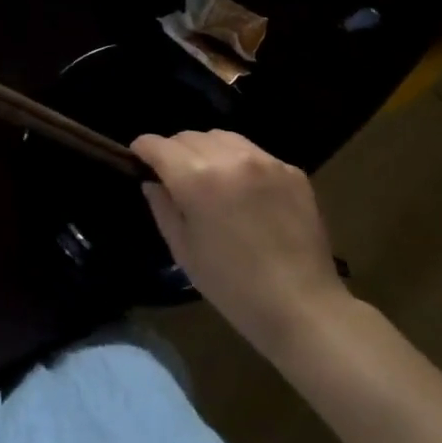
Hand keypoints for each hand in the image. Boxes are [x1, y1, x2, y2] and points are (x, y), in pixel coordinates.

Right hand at [133, 130, 348, 362]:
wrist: (302, 306)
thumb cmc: (233, 286)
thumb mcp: (184, 250)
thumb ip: (162, 207)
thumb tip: (152, 182)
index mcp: (196, 179)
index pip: (158, 145)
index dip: (143, 149)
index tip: (139, 159)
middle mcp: (229, 158)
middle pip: (188, 136)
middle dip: (174, 151)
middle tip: (174, 176)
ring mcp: (264, 160)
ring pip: (221, 137)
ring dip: (206, 150)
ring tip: (210, 177)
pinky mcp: (291, 170)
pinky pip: (253, 152)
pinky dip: (239, 162)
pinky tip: (244, 191)